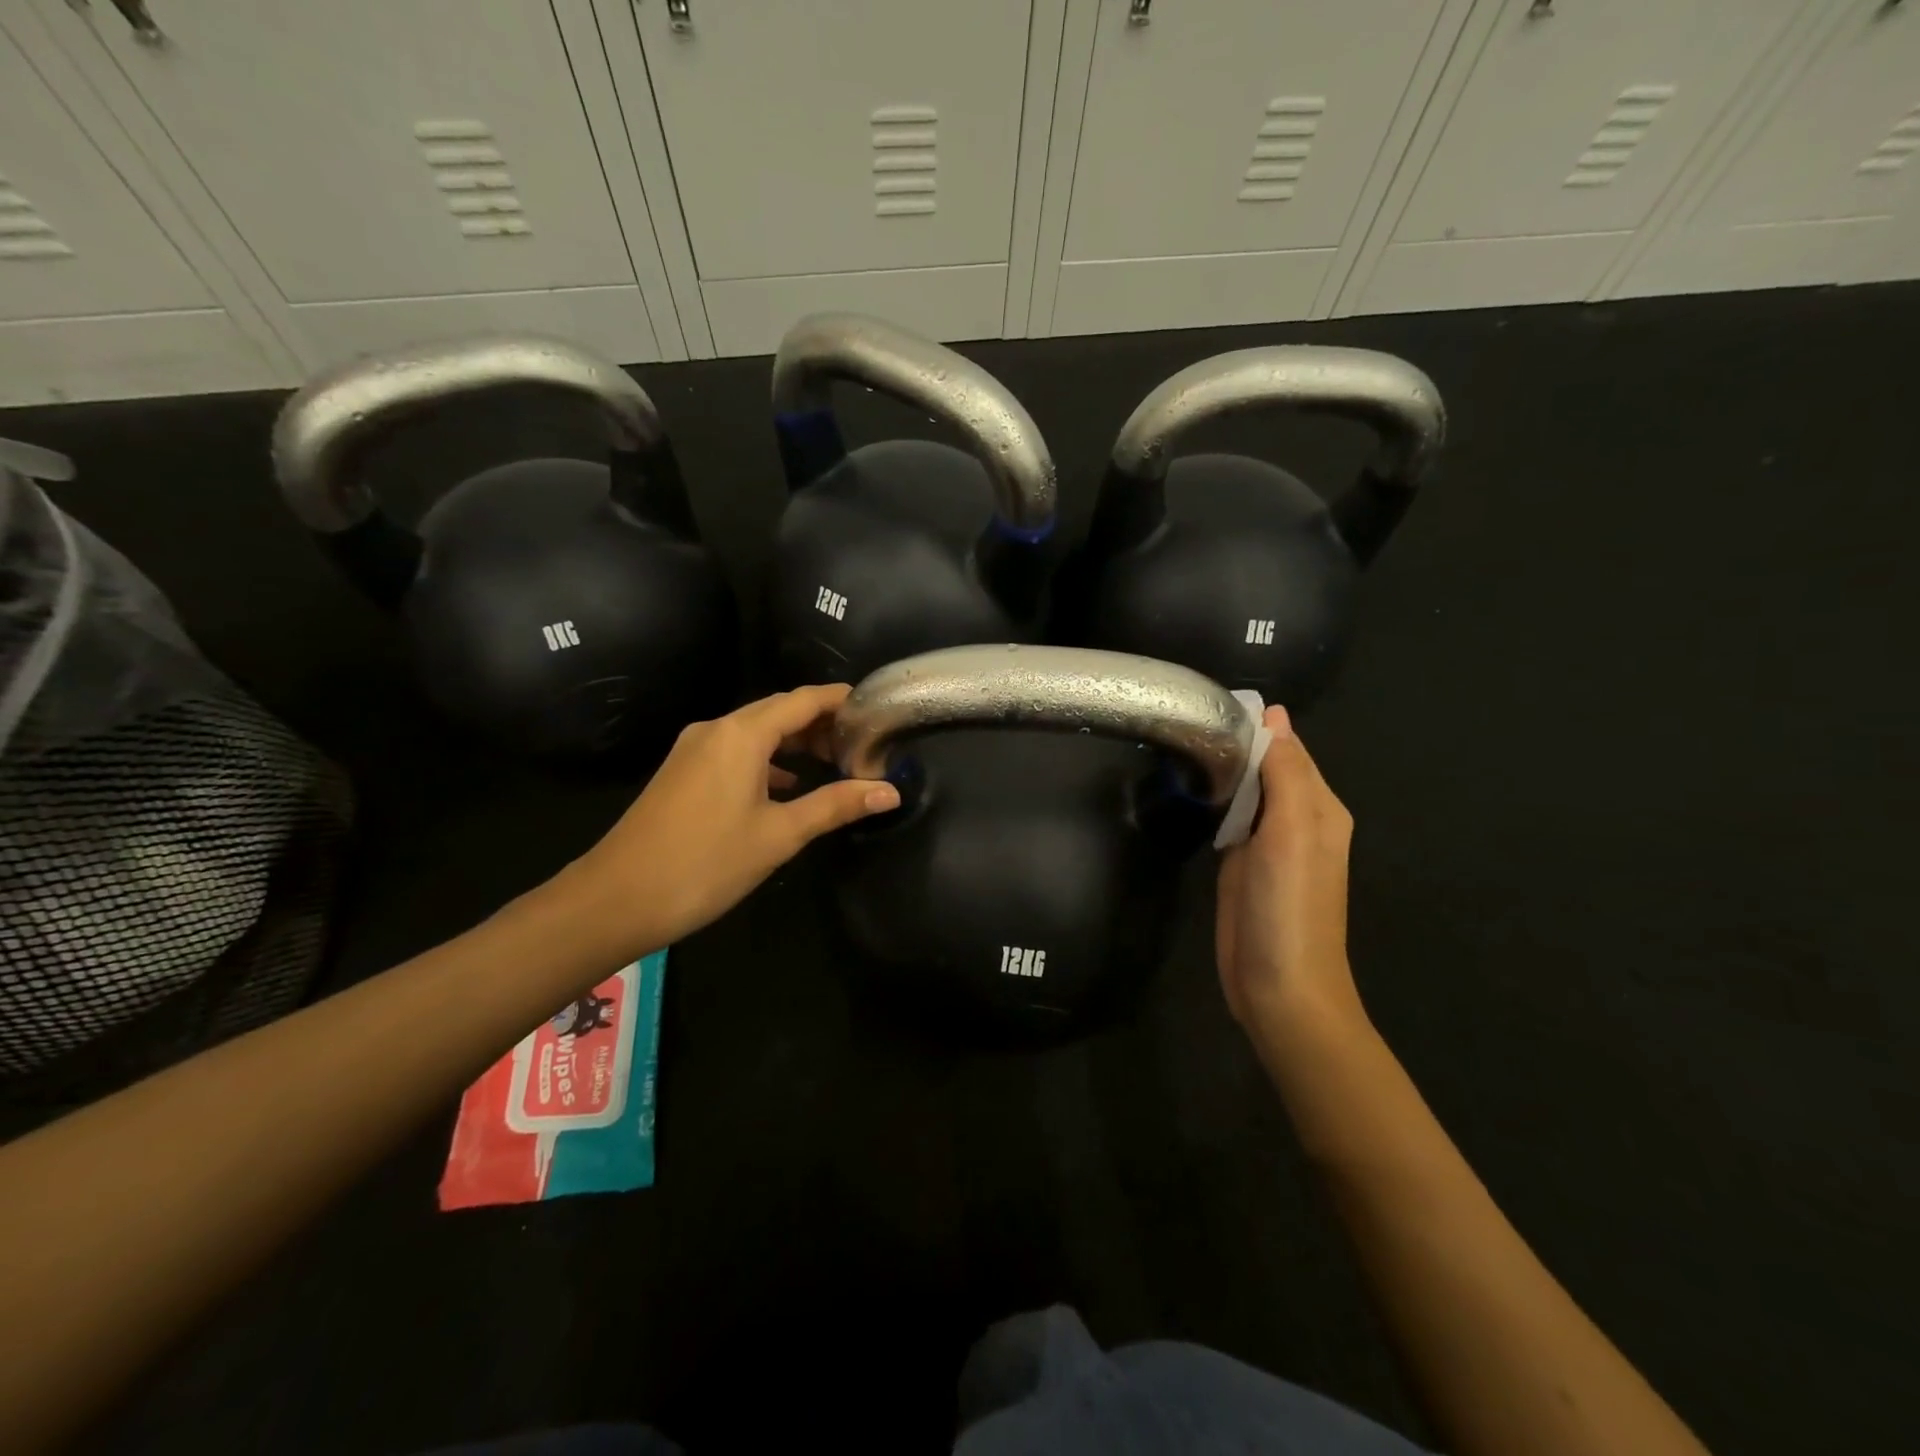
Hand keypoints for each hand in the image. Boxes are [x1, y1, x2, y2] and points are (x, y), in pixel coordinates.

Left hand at [563, 685, 899, 957]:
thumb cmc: (706, 862)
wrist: (616, 899)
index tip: (876, 709)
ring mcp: (694, 749)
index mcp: (741, 734)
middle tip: (862, 743)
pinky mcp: (682, 771)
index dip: (840, 700)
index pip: (803, 700)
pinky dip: (767, 759)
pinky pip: (735, 750)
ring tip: (833, 762)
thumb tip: (890, 792)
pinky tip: (787, 784)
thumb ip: (835, 806)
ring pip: (755, 731)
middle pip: (779, 711)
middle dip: (821, 722)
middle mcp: (716, 729)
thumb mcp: (779, 834)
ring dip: (794, 741)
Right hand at [1216, 707, 1365, 1048]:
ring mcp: (1267, 844)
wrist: (1279, 986)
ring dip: (1221, 770)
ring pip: (1245, 792)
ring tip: (1180, 742)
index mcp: (1319, 807)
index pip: (1287, 748)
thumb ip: (1284, 774)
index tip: (1210, 702)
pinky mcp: (1240, 864)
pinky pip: (1229, 819)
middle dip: (1234, 744)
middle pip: (1265, 767)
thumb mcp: (1293, 832)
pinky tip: (1189, 787)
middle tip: (1184, 721)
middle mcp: (1297, 820)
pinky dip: (1213, 801)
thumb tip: (1274, 716)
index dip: (1255, 725)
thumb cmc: (1290, 907)